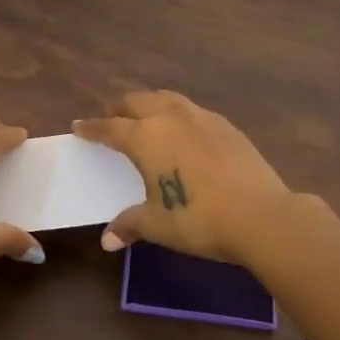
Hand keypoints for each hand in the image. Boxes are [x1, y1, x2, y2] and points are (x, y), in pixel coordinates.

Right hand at [72, 91, 292, 264]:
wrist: (260, 215)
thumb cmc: (197, 219)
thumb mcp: (157, 224)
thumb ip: (130, 224)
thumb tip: (108, 240)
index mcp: (145, 137)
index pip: (110, 128)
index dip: (92, 128)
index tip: (79, 126)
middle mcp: (170, 118)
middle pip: (137, 102)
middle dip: (119, 108)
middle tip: (110, 118)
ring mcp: (202, 118)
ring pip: (167, 99)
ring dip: (149, 104)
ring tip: (145, 116)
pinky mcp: (227, 126)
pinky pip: (192, 110)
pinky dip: (177, 114)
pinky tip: (183, 131)